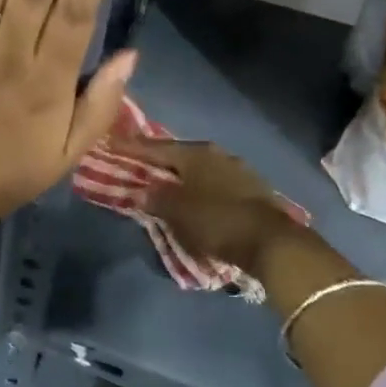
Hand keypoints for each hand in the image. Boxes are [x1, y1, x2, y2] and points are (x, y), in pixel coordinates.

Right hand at [105, 136, 305, 274]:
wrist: (272, 242)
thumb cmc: (217, 221)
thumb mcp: (177, 212)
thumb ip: (156, 198)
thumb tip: (142, 191)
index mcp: (195, 153)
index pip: (155, 147)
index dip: (132, 147)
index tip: (112, 144)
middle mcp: (216, 154)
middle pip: (178, 155)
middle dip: (156, 160)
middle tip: (135, 163)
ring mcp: (237, 169)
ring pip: (197, 168)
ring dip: (178, 175)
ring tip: (160, 182)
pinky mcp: (249, 188)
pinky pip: (212, 182)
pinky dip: (196, 186)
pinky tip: (190, 195)